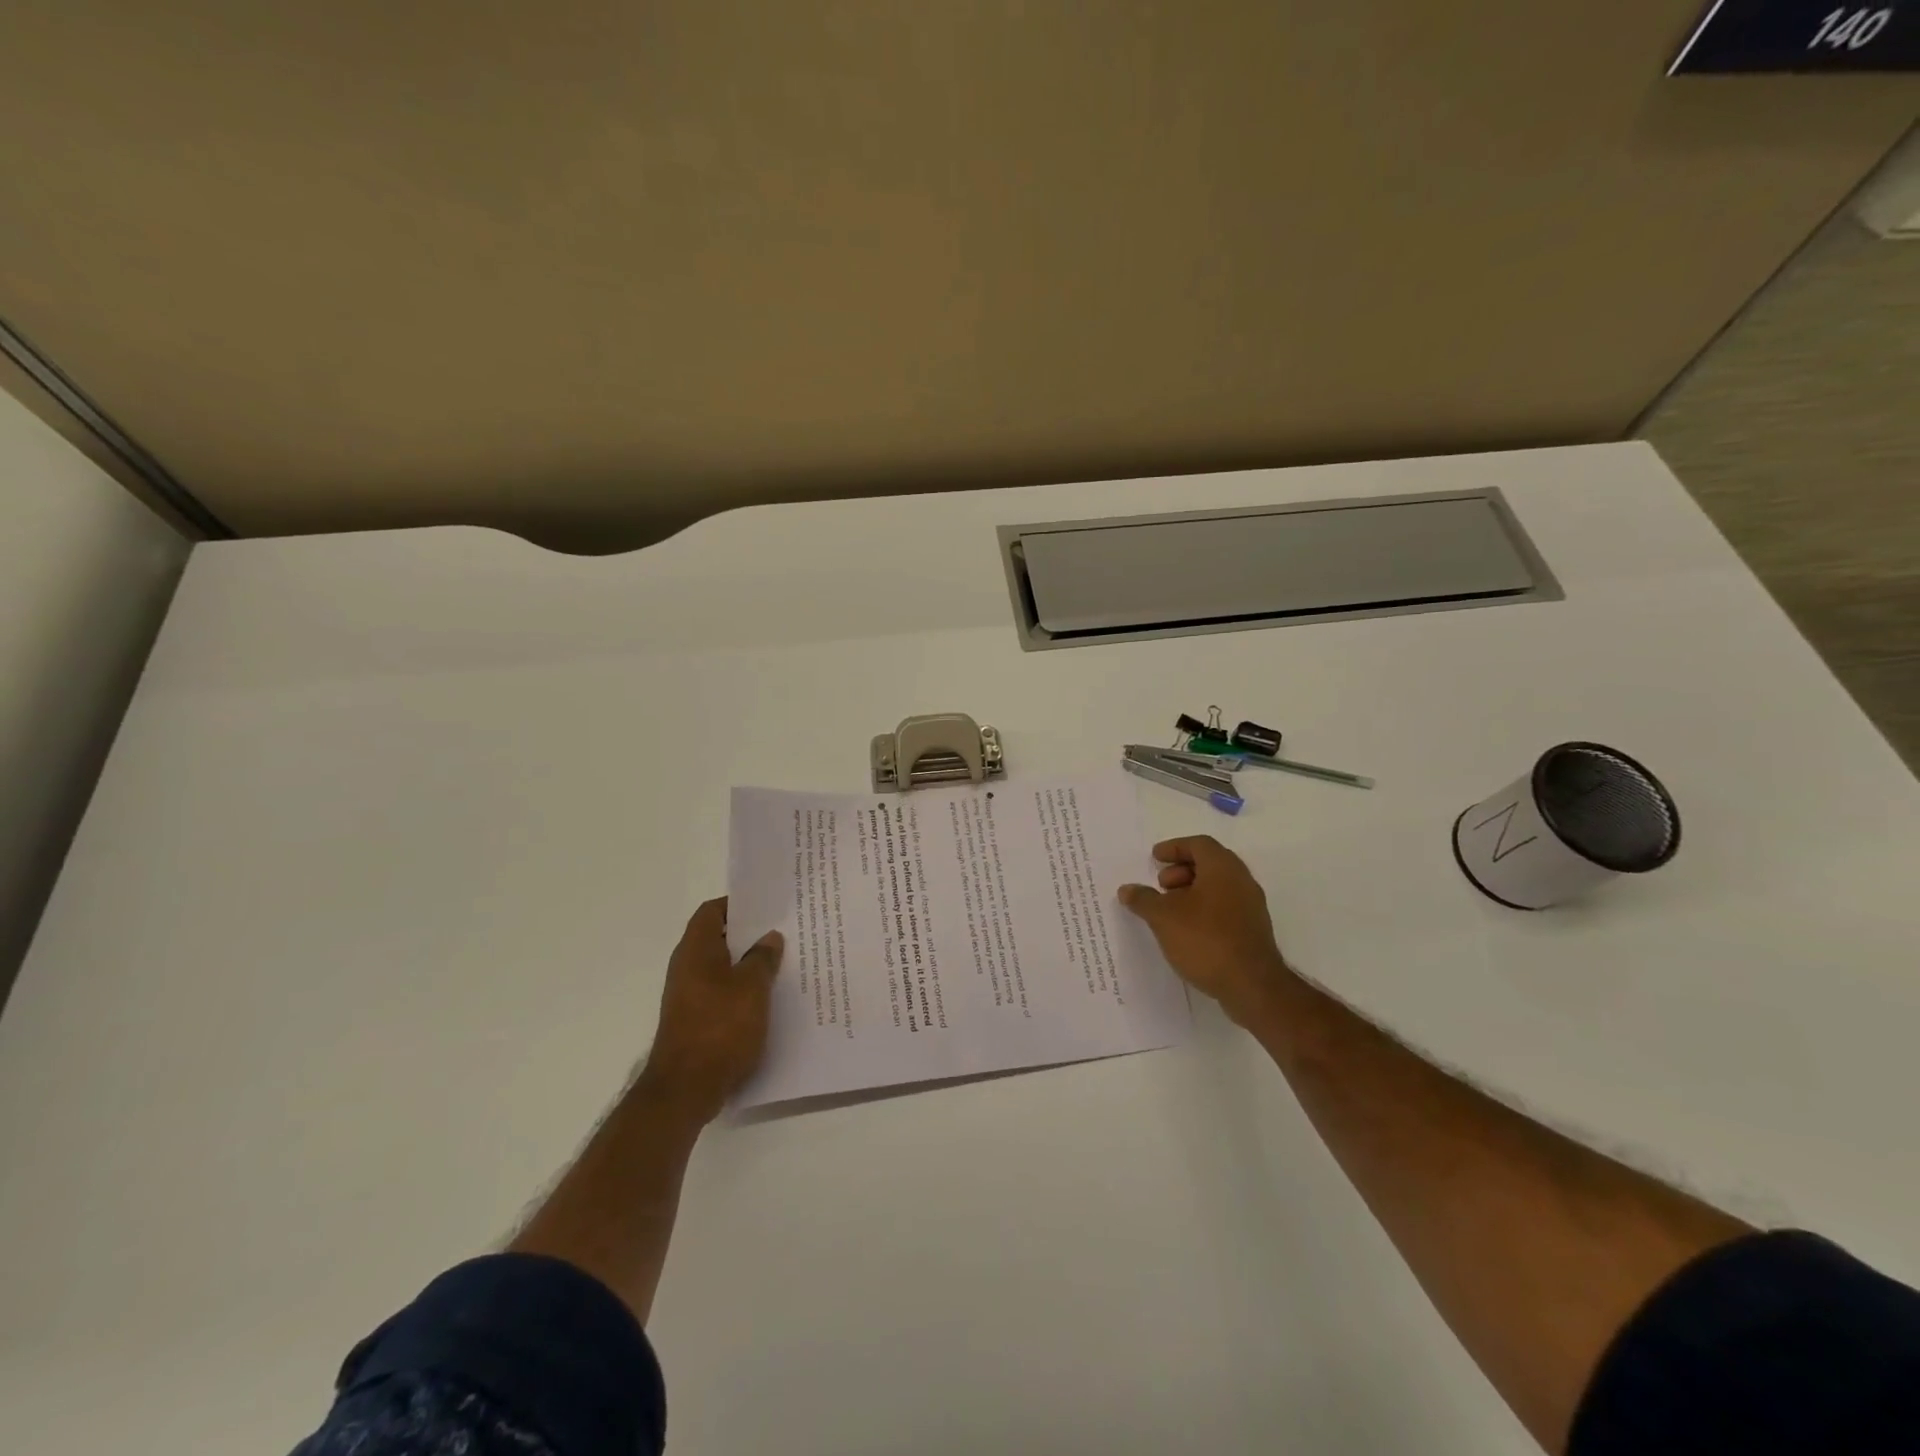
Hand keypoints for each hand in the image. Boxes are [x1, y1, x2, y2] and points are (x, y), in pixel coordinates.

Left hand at [636, 898, 783, 1122]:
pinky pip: (721, 992)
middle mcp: (687, 967)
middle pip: (718, 938)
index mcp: (696, 950)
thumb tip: (769, 937)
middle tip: (783, 932)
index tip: (767, 906)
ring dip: (747, 964)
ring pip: (721, 967)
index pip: (712, 911)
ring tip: (782, 963)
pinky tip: (767, 998)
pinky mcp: (694, 1020)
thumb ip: (762, 958)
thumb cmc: (720, 1028)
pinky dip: (741, 990)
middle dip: (749, 935)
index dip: (738, 904)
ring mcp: (688, 996)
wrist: (685, 1089)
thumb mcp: (752, 988)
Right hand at [1119, 836, 1292, 1026]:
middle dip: (1181, 870)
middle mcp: (1241, 880)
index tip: (1155, 858)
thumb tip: (1127, 889)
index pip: (1199, 844)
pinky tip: (1187, 929)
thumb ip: (1143, 899)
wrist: (1251, 985)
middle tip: (1161, 886)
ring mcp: (1251, 906)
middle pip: (1210, 863)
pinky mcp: (1253, 930)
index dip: (1174, 847)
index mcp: (1223, 868)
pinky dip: (1204, 908)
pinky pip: (1225, 907)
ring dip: (1192, 891)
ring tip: (1170, 910)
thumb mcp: (1163, 917)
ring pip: (1218, 886)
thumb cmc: (1205, 939)